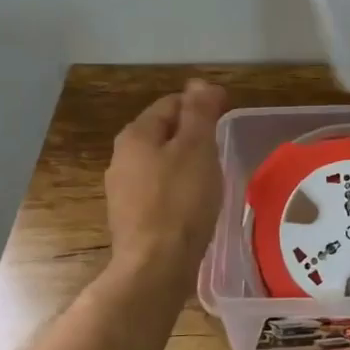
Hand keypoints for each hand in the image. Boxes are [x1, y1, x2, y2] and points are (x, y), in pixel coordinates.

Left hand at [106, 79, 228, 280]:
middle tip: (222, 147)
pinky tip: (195, 204)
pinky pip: (158, 191)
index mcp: (136, 135)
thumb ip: (199, 112)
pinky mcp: (131, 218)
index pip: (171, 104)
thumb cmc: (181, 201)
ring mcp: (123, 190)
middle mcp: (122, 158)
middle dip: (192, 134)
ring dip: (185, 162)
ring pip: (160, 163)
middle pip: (163, 132)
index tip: (227, 116)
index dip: (201, 105)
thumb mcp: (197, 148)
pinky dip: (177, 189)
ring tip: (212, 175)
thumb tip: (200, 83)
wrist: (156, 266)